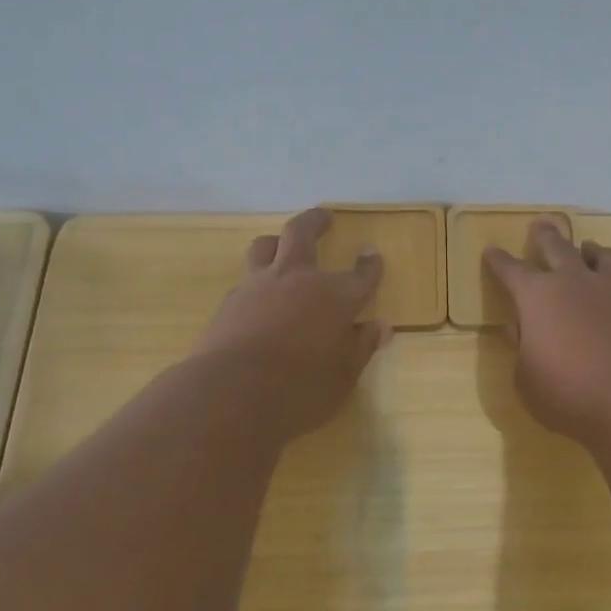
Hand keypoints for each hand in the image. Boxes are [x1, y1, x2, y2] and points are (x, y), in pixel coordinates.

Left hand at [192, 208, 389, 438]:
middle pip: (303, 234)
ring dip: (277, 241)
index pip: (360, 274)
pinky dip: (257, 279)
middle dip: (315, 221)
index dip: (369, 264)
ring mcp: (259, 286)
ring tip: (281, 245)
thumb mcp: (343, 376)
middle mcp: (297, 279)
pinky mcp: (230, 302)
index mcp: (335, 297)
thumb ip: (361, 347)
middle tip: (323, 216)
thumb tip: (380, 327)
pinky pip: (246, 278)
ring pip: (266, 246)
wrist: (231, 393)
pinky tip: (258, 294)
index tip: (372, 254)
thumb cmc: (300, 390)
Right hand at [484, 217, 610, 445]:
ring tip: (588, 249)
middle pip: (558, 247)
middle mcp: (575, 282)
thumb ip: (523, 347)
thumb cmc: (569, 394)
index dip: (499, 261)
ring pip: (602, 255)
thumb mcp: (526, 378)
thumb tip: (523, 326)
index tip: (491, 250)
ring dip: (590, 250)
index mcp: (537, 296)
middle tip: (542, 223)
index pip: (511, 270)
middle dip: (546, 235)